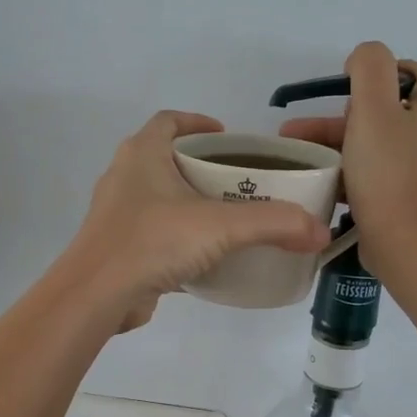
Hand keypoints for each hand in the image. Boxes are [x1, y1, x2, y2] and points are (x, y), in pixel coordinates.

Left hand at [64, 111, 330, 331]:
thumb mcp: (221, 226)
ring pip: (160, 198)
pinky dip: (179, 238)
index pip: (169, 121)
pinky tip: (206, 257)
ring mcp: (117, 214)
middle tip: (239, 181)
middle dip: (202, 166)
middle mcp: (125, 177)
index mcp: (142, 154)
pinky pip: (154, 233)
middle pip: (166, 159)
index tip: (227, 136)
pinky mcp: (118, 248)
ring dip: (189, 203)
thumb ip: (274, 224)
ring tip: (228, 218)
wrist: (96, 295)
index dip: (198, 122)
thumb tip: (320, 232)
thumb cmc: (153, 241)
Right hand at [278, 42, 416, 280]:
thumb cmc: (389, 171)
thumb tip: (364, 59)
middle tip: (302, 134)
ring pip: (384, 141)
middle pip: (388, 109)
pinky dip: (360, 170)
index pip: (401, 73)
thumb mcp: (372, 107)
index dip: (364, 84)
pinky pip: (389, 169)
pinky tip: (330, 181)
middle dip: (341, 120)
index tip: (338, 107)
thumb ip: (369, 66)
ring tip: (302, 157)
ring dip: (343, 145)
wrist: (407, 244)